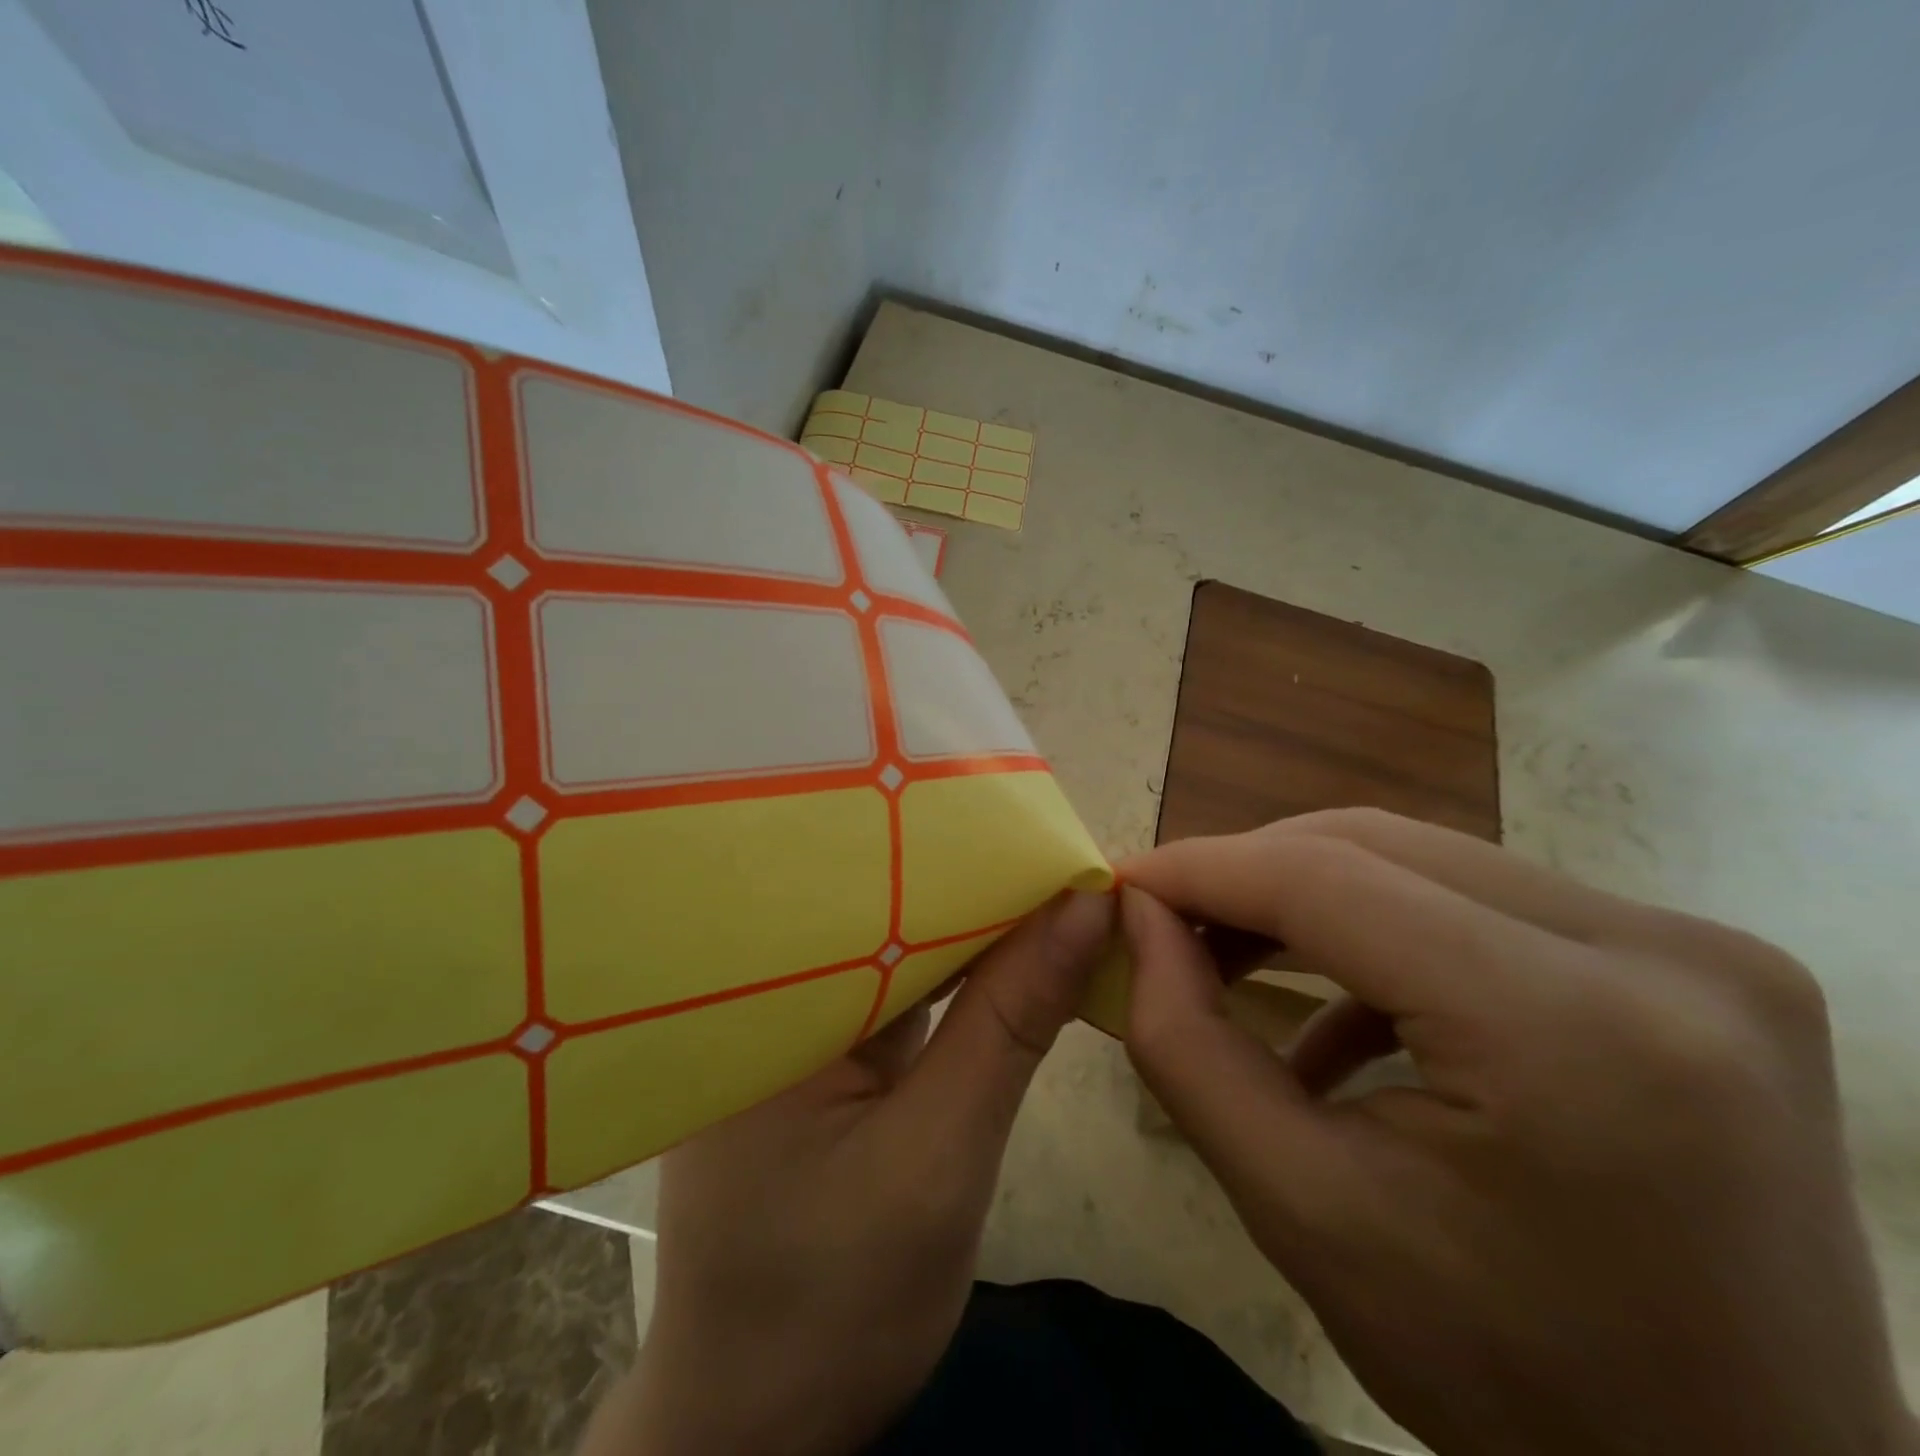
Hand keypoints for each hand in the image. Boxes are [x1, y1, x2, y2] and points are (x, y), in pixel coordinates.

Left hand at [580, 890, 1113, 1455]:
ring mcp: (795, 1022)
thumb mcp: (940, 1158)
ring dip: (971, 923)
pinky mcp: (824, 1051)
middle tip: (1058, 842)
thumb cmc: (836, 1303)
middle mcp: (767, 990)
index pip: (870, 889)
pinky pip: (896, 987)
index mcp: (762, 997)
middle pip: (883, 908)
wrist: (764, 1427)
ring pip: (896, 944)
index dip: (962, 852)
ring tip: (1045, 879)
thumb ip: (1010, 1022)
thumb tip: (1085, 907)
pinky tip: (1007, 947)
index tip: (1045, 827)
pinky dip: (954, 970)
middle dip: (972, 881)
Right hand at [1119, 809, 1916, 1455]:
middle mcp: (1660, 953)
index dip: (1204, 869)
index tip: (1124, 881)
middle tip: (1167, 920)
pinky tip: (1337, 1009)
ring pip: (1424, 860)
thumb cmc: (1505, 1376)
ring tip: (1230, 953)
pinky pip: (1482, 902)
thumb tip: (1137, 914)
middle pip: (1377, 848)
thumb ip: (1188, 1043)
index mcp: (1569, 1031)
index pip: (1328, 882)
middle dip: (1249, 875)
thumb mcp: (1300, 1210)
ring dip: (1308, 897)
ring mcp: (1695, 948)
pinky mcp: (1694, 961)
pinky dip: (1384, 932)